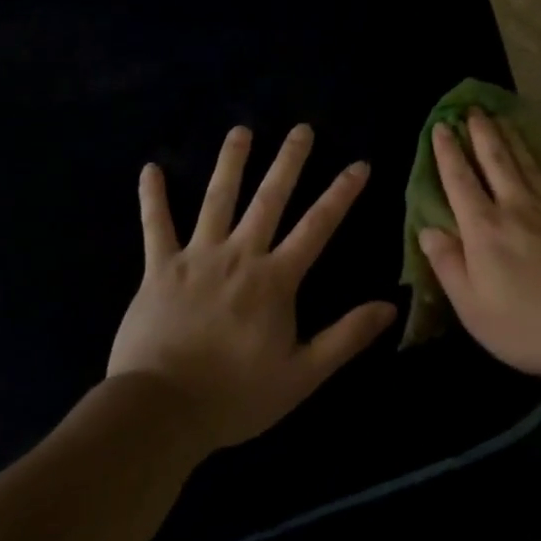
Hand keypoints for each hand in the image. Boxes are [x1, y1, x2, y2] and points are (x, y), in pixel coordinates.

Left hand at [108, 124, 396, 449]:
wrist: (160, 411)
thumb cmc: (235, 395)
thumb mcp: (302, 374)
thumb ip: (346, 336)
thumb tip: (390, 306)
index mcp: (275, 279)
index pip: (317, 226)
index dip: (341, 194)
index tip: (359, 164)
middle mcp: (240, 255)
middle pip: (269, 199)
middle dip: (288, 162)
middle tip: (301, 128)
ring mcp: (197, 257)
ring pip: (217, 200)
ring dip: (230, 163)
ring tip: (241, 130)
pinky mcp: (160, 269)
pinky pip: (156, 227)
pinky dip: (152, 198)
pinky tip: (150, 168)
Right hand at [418, 108, 540, 386]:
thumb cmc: (529, 325)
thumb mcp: (473, 307)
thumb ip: (448, 265)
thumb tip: (427, 229)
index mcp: (484, 230)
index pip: (460, 182)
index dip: (448, 154)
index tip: (441, 127)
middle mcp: (516, 207)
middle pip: (496, 160)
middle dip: (481, 133)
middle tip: (472, 109)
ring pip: (525, 162)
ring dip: (510, 137)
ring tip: (500, 117)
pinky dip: (539, 157)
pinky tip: (538, 153)